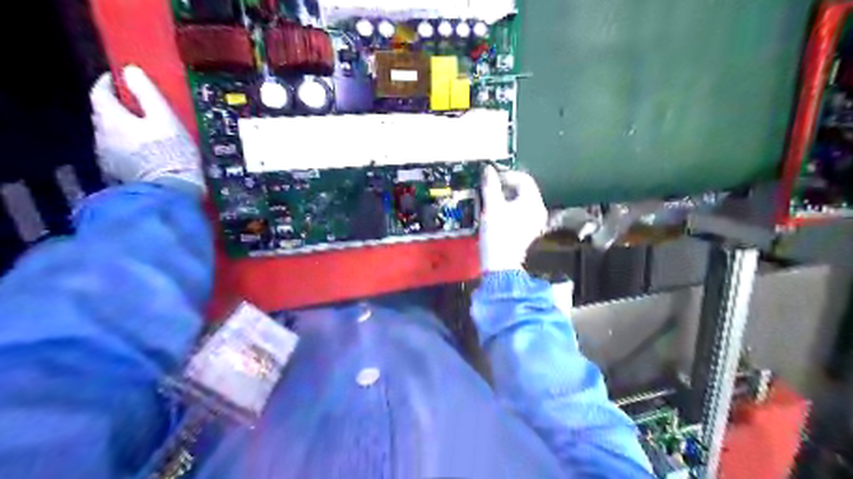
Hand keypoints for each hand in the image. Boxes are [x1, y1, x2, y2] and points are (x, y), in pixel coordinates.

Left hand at [90, 65, 203, 192]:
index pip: (99, 92)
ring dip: (126, 131)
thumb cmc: (171, 154)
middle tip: (143, 109)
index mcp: (110, 118)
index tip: (122, 80)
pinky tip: (148, 154)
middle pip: (105, 114)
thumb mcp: (166, 119)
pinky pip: (120, 154)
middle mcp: (101, 135)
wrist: (171, 193)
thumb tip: (131, 71)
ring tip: (149, 134)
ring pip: (112, 135)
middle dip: (120, 109)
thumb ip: (147, 94)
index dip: (109, 82)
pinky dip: (130, 149)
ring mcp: (107, 157)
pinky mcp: (117, 174)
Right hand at [480, 167, 546, 272]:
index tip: (492, 178)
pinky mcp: (528, 230)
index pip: (524, 179)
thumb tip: (488, 170)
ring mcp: (534, 221)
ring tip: (491, 200)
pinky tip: (497, 213)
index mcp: (533, 202)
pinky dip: (509, 208)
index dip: (507, 175)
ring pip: (521, 201)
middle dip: (506, 186)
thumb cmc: (497, 234)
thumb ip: (491, 185)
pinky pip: (520, 212)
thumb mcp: (491, 206)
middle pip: (523, 189)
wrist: (500, 263)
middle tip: (490, 188)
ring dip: (506, 197)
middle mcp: (538, 210)